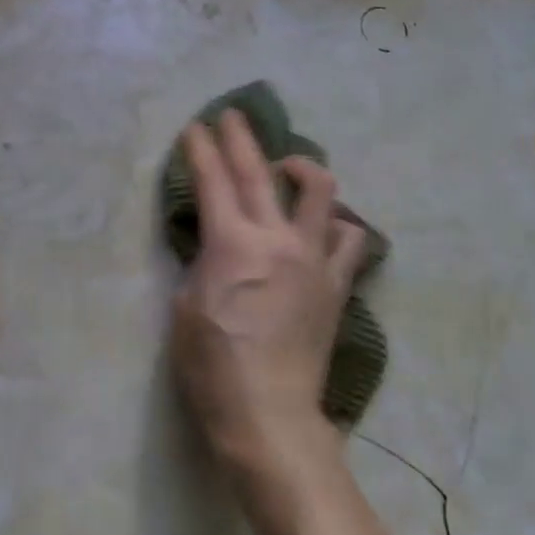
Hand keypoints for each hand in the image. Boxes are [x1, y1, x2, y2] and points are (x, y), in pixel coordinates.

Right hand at [171, 110, 368, 476]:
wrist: (269, 418)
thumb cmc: (213, 367)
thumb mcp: (185, 308)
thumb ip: (202, 262)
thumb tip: (215, 242)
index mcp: (232, 244)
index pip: (214, 180)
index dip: (201, 149)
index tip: (195, 127)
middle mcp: (276, 239)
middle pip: (259, 171)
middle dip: (241, 137)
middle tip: (233, 116)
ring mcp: (312, 259)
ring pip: (320, 191)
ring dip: (301, 169)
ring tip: (287, 168)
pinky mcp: (335, 284)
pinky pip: (349, 240)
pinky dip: (337, 224)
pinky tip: (323, 226)